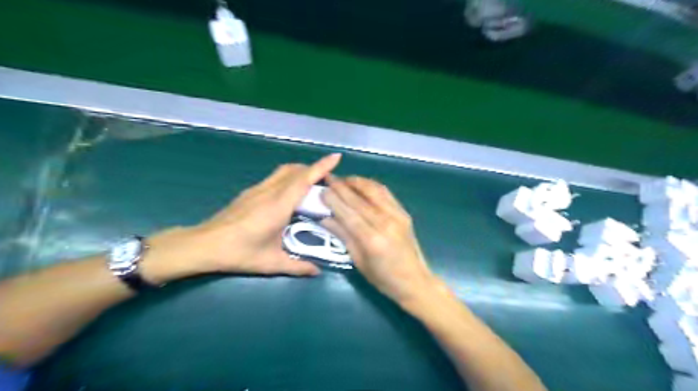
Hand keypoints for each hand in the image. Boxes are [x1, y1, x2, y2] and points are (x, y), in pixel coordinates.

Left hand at [141, 153, 341, 283]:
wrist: (203, 245)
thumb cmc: (239, 253)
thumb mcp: (271, 263)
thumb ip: (298, 267)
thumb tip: (317, 271)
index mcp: (279, 205)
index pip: (304, 180)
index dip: (321, 166)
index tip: (336, 157)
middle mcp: (269, 191)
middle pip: (295, 170)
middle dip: (313, 168)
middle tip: (327, 180)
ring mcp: (257, 189)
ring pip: (283, 171)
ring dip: (300, 171)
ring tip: (311, 184)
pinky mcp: (249, 192)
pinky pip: (274, 177)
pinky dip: (288, 178)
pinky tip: (289, 194)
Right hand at [321, 177, 440, 307]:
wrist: (415, 280)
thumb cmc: (383, 278)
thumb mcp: (358, 261)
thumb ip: (343, 237)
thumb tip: (325, 218)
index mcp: (372, 240)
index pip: (349, 214)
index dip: (334, 200)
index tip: (322, 190)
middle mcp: (386, 223)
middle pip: (360, 200)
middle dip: (342, 187)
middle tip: (329, 179)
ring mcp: (397, 215)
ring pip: (374, 191)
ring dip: (358, 182)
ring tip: (344, 179)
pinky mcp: (404, 213)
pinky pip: (386, 193)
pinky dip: (372, 185)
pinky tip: (363, 185)